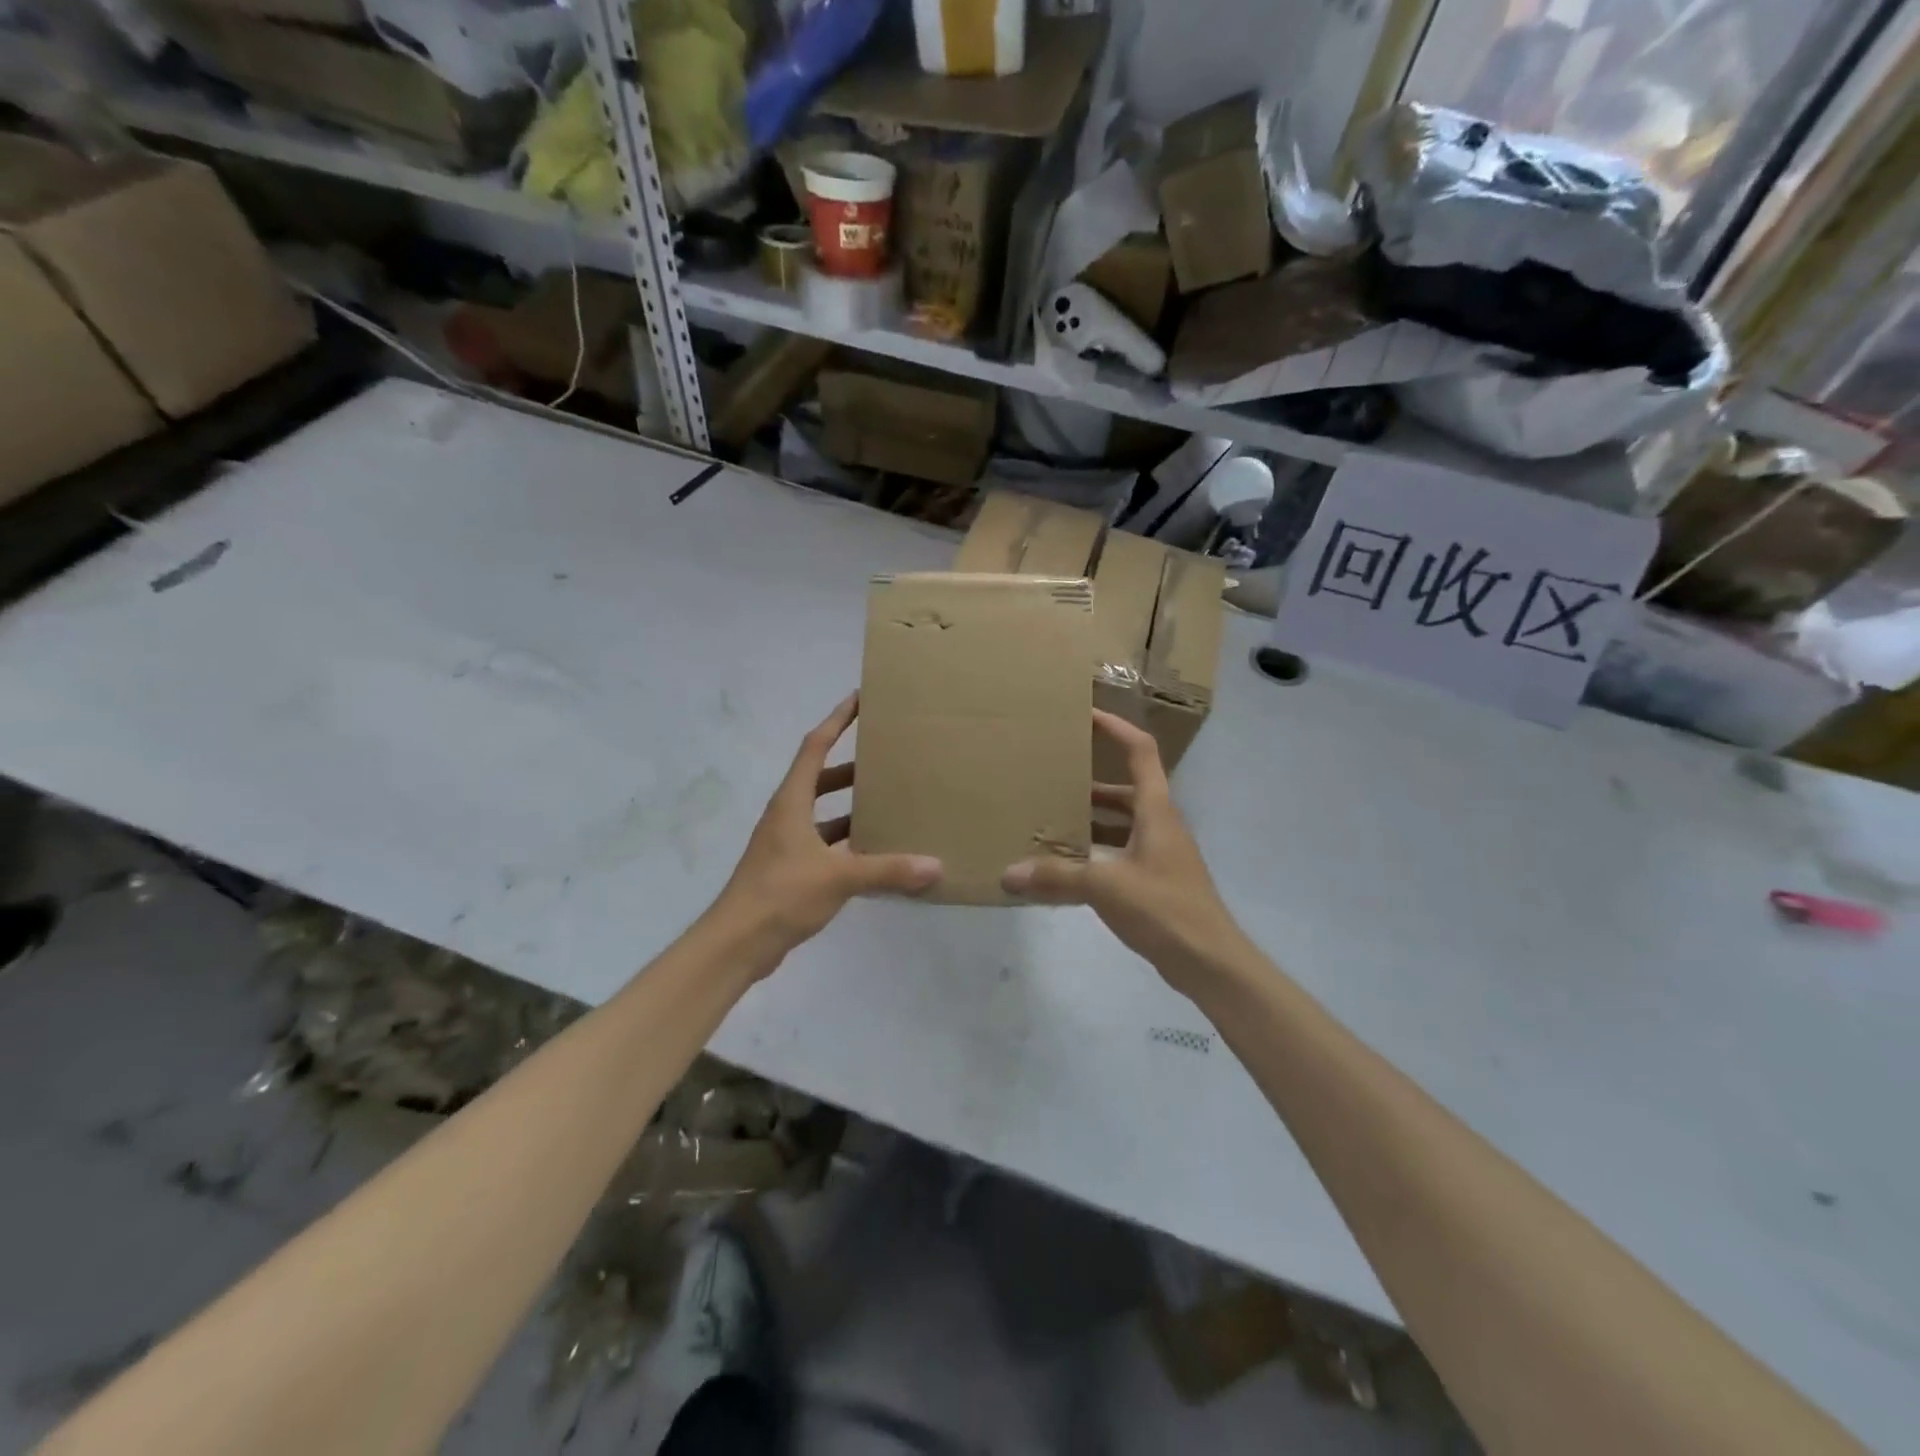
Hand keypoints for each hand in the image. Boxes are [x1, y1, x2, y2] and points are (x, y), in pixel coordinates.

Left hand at [709, 694, 942, 966]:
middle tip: (886, 758)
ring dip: (850, 806)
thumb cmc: (781, 894)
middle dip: (851, 766)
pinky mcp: (791, 870)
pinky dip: (848, 842)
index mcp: (792, 802)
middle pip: (820, 777)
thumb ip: (887, 870)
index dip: (836, 720)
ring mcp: (787, 844)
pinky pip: (825, 843)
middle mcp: (787, 815)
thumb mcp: (838, 877)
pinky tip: (875, 852)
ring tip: (888, 802)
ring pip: (823, 813)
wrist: (736, 943)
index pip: (815, 746)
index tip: (859, 699)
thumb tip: (935, 866)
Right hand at [1002, 711, 1250, 996]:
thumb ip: (1057, 877)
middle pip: (1126, 790)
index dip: (1116, 729)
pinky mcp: (1154, 882)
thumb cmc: (1165, 908)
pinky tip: (1065, 869)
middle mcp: (1160, 825)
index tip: (1087, 715)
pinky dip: (1094, 854)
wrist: (1209, 961)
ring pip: (1121, 825)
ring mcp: (1159, 855)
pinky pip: (1118, 854)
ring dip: (1091, 820)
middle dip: (1091, 782)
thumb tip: (1008, 873)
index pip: (1140, 752)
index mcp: (1156, 811)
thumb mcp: (1106, 886)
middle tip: (1053, 778)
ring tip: (1050, 820)